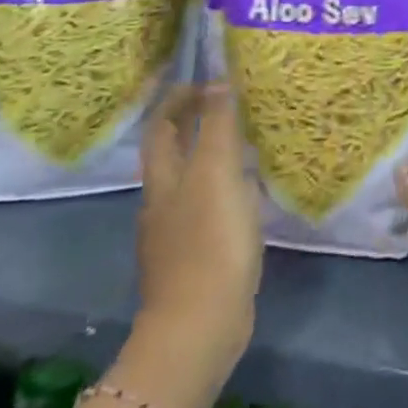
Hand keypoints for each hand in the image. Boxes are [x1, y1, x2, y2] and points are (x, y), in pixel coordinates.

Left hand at [135, 84, 262, 374]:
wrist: (199, 327)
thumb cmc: (209, 242)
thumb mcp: (217, 174)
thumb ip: (217, 127)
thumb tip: (216, 81)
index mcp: (163, 179)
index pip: (160, 126)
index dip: (176, 100)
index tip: (202, 79)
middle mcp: (162, 202)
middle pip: (171, 153)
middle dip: (190, 125)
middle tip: (225, 104)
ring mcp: (175, 234)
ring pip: (190, 181)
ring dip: (210, 157)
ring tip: (244, 143)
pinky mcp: (195, 259)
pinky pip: (206, 209)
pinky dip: (223, 190)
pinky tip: (246, 195)